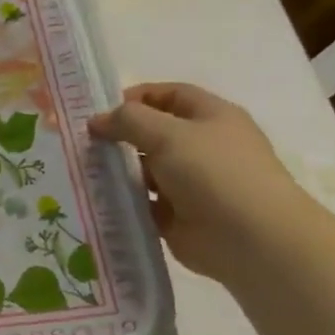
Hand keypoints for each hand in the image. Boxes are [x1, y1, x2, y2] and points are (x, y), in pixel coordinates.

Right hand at [89, 82, 314, 282]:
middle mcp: (203, 146)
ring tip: (84, 172)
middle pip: (154, 133)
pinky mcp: (179, 215)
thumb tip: (97, 121)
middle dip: (121, 136)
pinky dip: (124, 201)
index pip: (170, 95)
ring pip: (145, 169)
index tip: (99, 110)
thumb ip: (128, 120)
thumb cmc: (214, 173)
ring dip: (118, 170)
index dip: (136, 97)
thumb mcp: (168, 134)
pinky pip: (144, 202)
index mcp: (211, 117)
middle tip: (83, 144)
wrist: (251, 239)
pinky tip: (97, 200)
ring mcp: (191, 183)